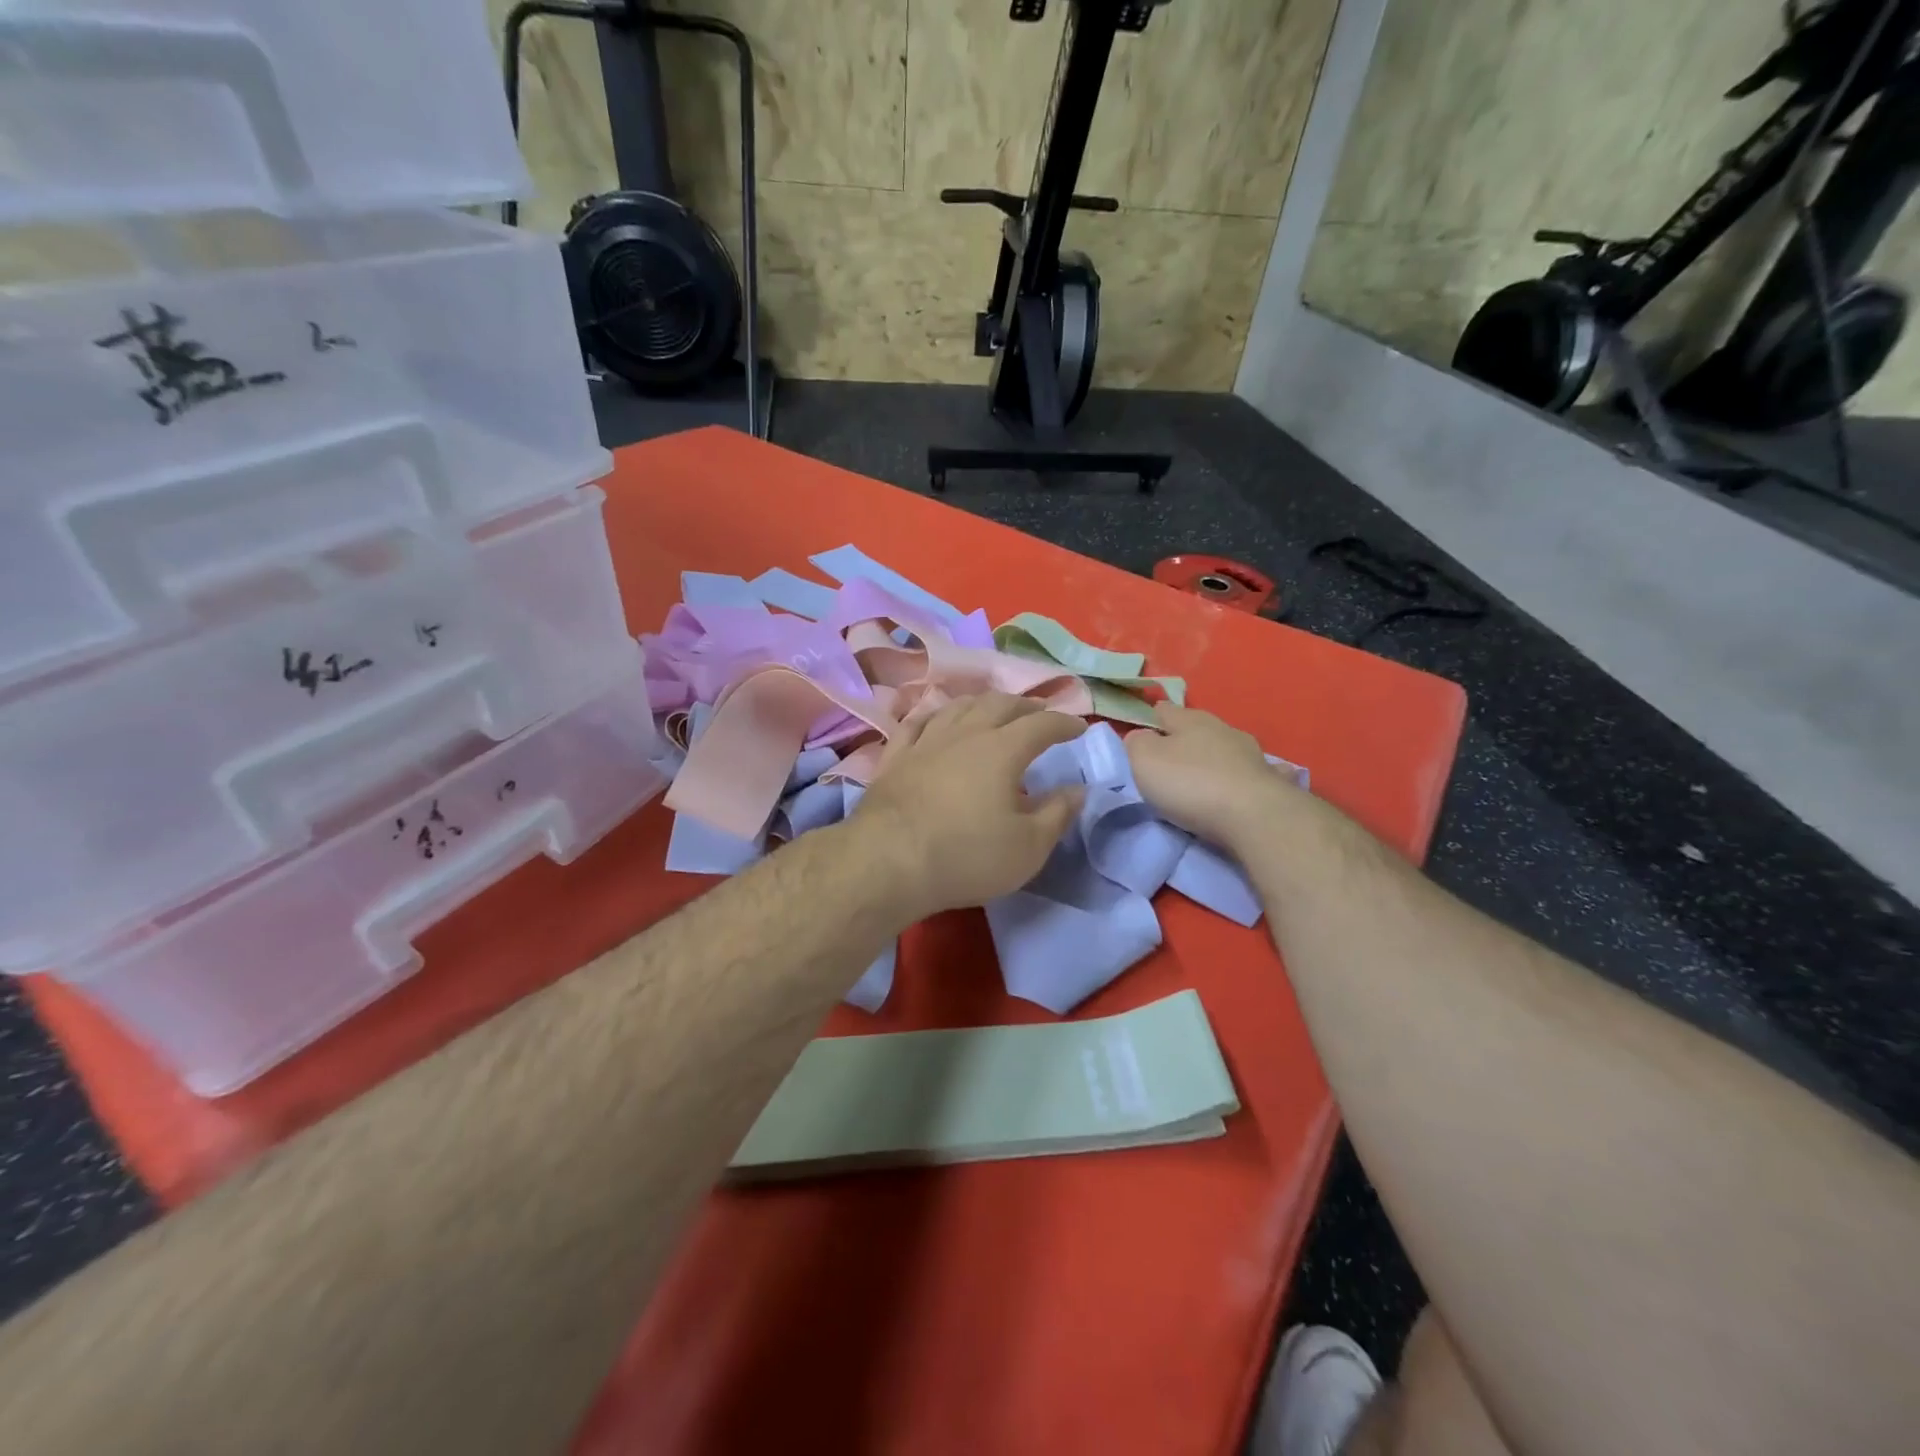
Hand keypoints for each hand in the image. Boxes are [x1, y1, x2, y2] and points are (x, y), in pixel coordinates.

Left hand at [849, 693, 1085, 919]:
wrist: (888, 861)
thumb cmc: (967, 855)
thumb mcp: (1028, 846)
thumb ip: (1057, 814)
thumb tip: (1077, 789)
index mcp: (1003, 749)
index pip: (1041, 725)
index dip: (1064, 724)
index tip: (1079, 727)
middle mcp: (964, 734)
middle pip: (998, 704)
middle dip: (1024, 705)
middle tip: (1038, 711)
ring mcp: (925, 742)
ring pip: (957, 707)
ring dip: (981, 703)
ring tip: (992, 708)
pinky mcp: (894, 758)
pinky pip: (916, 724)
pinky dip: (933, 716)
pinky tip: (935, 719)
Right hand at [1125, 703, 1295, 849]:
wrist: (1255, 817)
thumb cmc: (1191, 784)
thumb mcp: (1144, 760)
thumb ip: (1136, 743)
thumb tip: (1140, 736)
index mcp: (1190, 719)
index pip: (1163, 709)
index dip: (1149, 720)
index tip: (1140, 738)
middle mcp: (1223, 728)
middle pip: (1196, 728)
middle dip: (1183, 740)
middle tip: (1167, 764)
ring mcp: (1251, 753)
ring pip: (1224, 748)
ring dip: (1213, 758)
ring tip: (1201, 778)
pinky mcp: (1269, 780)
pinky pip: (1251, 772)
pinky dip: (1242, 776)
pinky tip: (1240, 785)